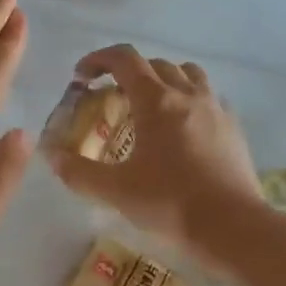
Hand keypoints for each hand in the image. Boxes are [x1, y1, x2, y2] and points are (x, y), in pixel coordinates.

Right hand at [46, 45, 261, 259]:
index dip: (98, 60)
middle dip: (128, 74)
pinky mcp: (233, 128)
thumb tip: (52, 156)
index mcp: (156, 101)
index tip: (82, 77)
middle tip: (111, 98)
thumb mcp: (115, 190)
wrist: (231, 226)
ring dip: (163, 80)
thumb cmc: (169, 203)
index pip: (125, 60)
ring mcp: (216, 109)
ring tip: (150, 107)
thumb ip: (78, 172)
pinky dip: (189, 101)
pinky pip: (209, 99)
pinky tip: (182, 130)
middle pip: (155, 65)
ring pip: (188, 75)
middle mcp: (187, 95)